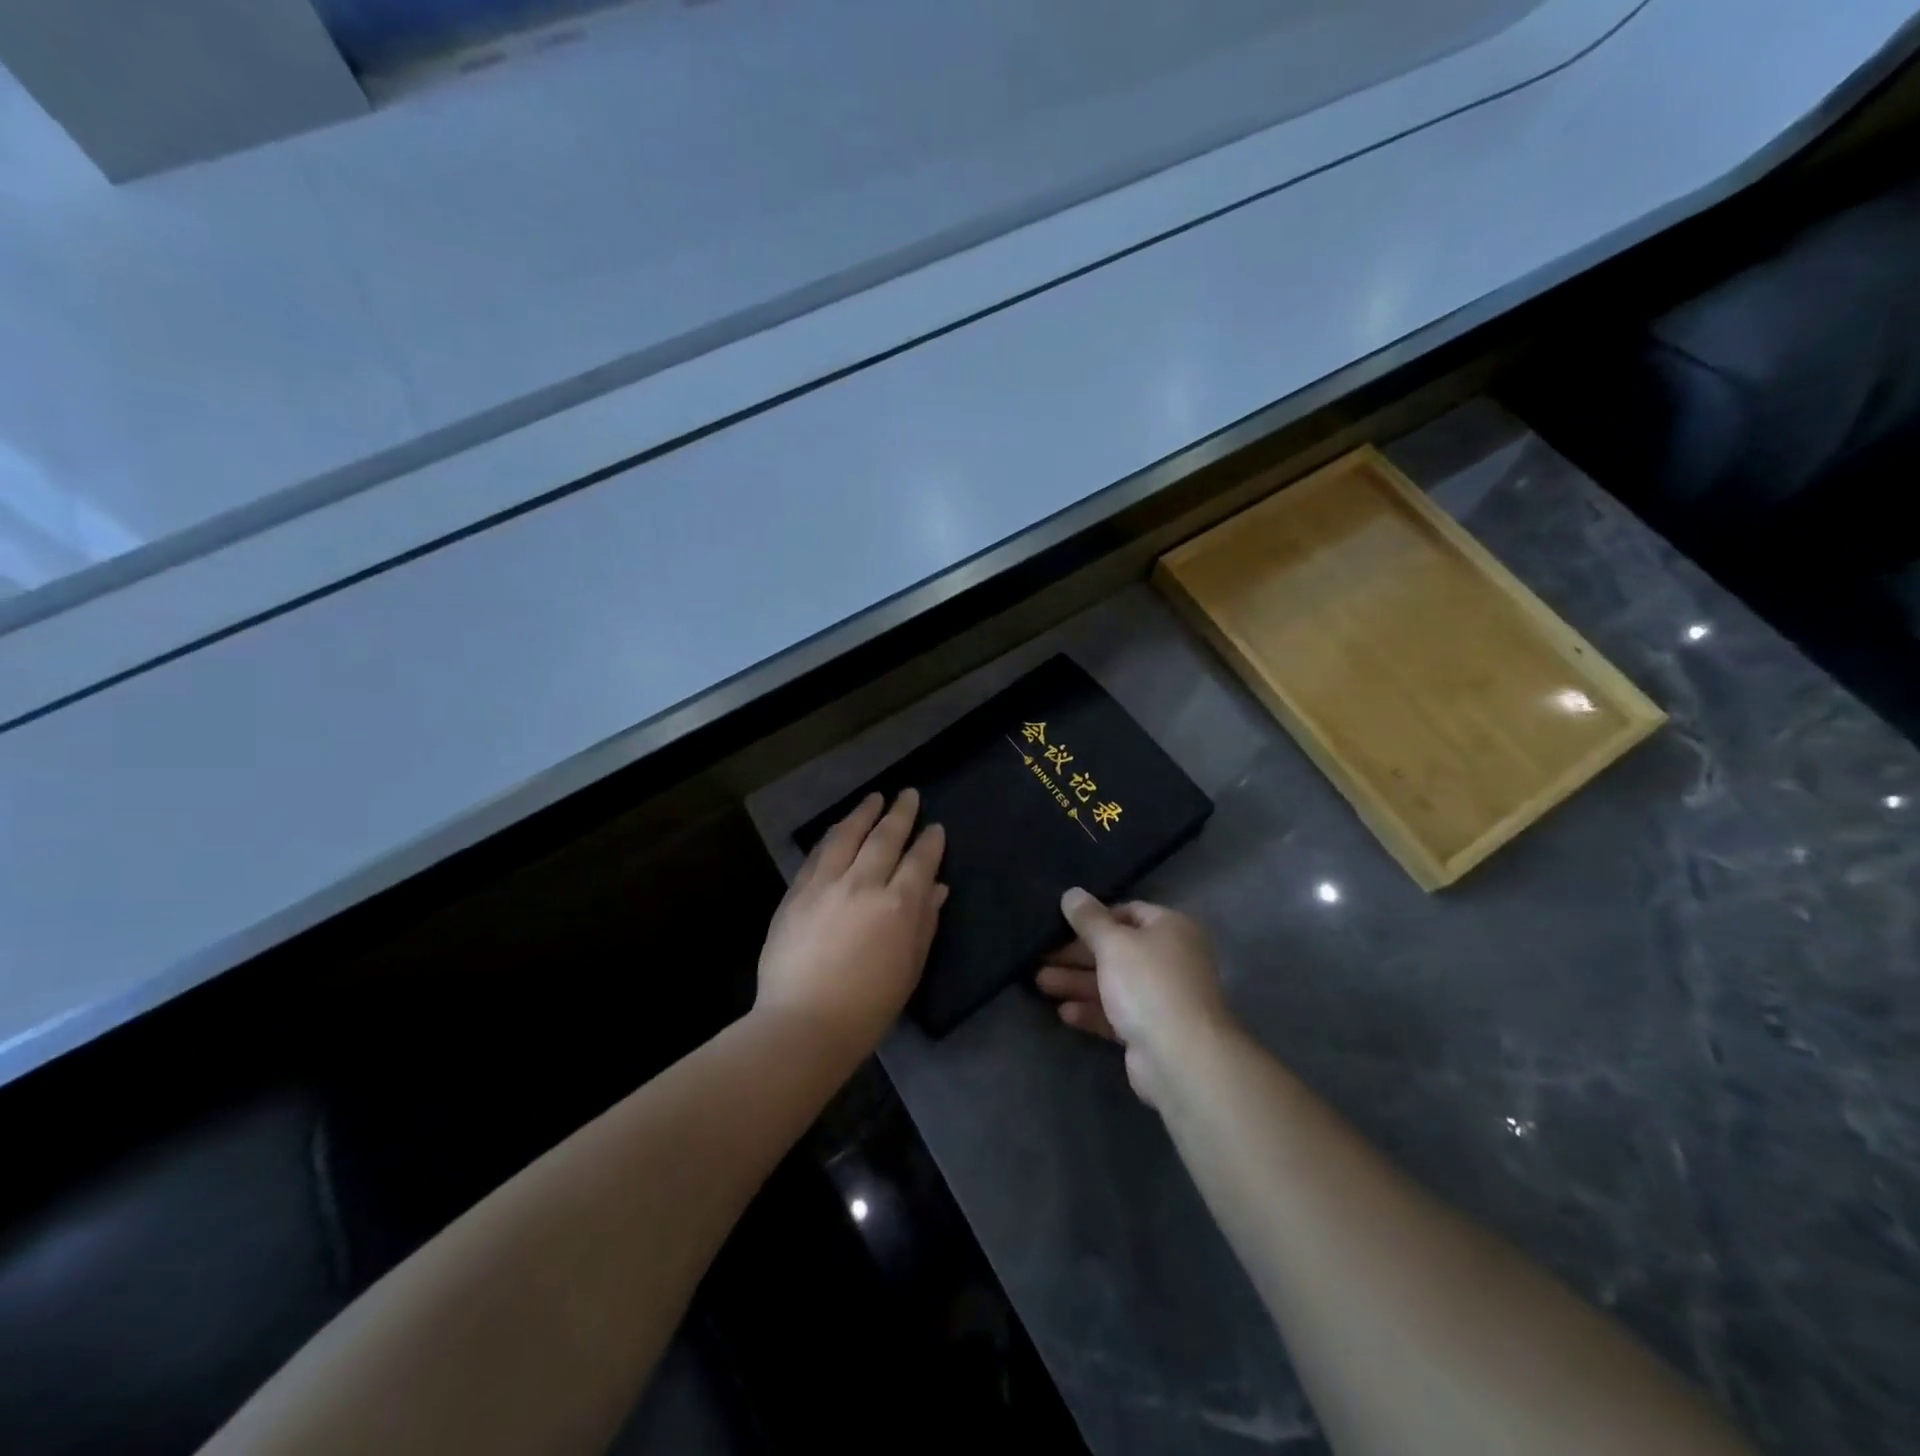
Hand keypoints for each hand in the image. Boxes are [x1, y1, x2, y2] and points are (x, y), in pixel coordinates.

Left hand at [757, 790, 946, 1061]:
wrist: (804, 1023)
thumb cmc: (868, 1006)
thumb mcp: (910, 968)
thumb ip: (925, 923)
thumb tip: (937, 887)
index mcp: (898, 905)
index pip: (919, 861)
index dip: (930, 842)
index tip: (935, 827)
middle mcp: (863, 884)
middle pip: (885, 838)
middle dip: (900, 813)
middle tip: (908, 794)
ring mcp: (826, 885)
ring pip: (847, 836)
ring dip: (863, 814)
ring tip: (874, 798)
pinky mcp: (797, 893)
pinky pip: (817, 854)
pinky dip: (832, 837)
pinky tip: (838, 829)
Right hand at [1036, 889, 1231, 1107]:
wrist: (1180, 1057)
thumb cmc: (1148, 984)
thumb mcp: (1113, 943)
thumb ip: (1089, 919)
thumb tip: (1072, 893)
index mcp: (1170, 929)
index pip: (1129, 912)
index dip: (1095, 917)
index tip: (1062, 923)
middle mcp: (1169, 959)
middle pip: (1116, 949)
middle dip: (1077, 954)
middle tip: (1041, 956)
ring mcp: (1161, 997)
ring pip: (1112, 983)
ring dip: (1077, 982)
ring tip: (1040, 983)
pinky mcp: (1150, 1030)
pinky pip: (1115, 1013)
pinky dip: (1091, 1010)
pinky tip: (1064, 1012)